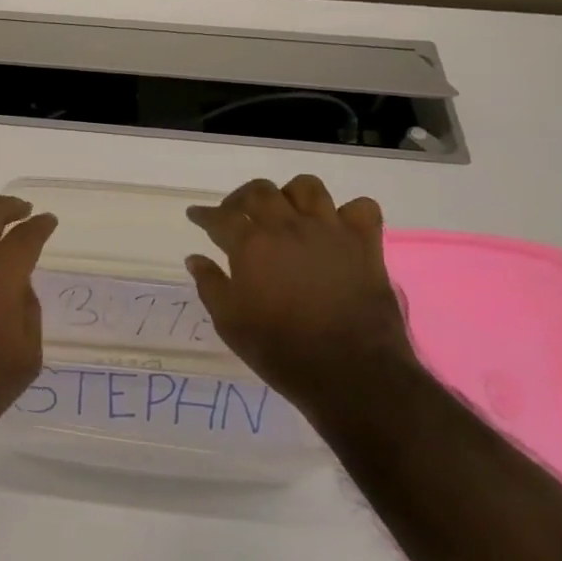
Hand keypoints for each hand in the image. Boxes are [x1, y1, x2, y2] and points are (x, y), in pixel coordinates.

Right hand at [185, 175, 416, 420]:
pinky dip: (347, 212)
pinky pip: (360, 208)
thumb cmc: (280, 350)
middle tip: (235, 214)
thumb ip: (210, 285)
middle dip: (241, 198)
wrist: (350, 373)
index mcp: (251, 244)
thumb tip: (195, 259)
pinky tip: (335, 228)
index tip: (196, 215)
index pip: (220, 216)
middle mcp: (288, 227)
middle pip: (260, 191)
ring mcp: (330, 231)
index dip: (204, 214)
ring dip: (290, 195)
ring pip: (307, 188)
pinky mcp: (365, 245)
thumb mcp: (230, 323)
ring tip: (284, 213)